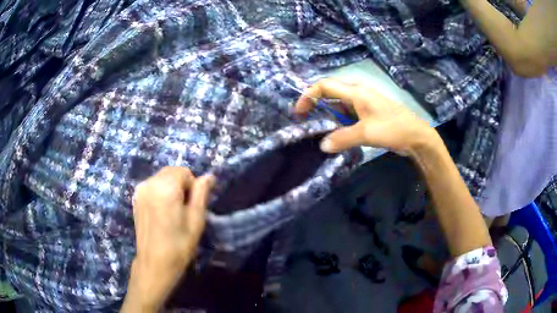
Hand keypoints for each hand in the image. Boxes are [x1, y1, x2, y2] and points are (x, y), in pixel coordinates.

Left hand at [122, 167, 214, 311]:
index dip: (192, 186)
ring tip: (173, 212)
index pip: (184, 172)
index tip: (193, 206)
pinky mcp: (136, 199)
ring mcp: (140, 191)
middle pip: (171, 172)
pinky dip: (160, 193)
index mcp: (165, 187)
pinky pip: (152, 186)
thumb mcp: (196, 219)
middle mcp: (149, 183)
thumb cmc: (179, 244)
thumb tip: (208, 176)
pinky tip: (162, 213)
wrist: (155, 263)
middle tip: (184, 209)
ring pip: (161, 178)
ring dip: (171, 188)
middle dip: (181, 184)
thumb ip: (202, 193)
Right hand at [295, 79, 435, 154]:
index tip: (299, 113)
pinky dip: (339, 122)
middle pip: (330, 94)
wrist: (416, 136)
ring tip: (320, 131)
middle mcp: (358, 93)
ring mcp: (364, 103)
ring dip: (328, 116)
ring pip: (339, 105)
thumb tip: (322, 146)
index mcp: (356, 92)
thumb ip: (342, 138)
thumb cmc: (392, 129)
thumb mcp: (366, 133)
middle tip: (306, 123)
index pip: (325, 86)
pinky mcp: (368, 113)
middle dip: (316, 106)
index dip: (308, 96)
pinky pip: (348, 114)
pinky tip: (337, 134)